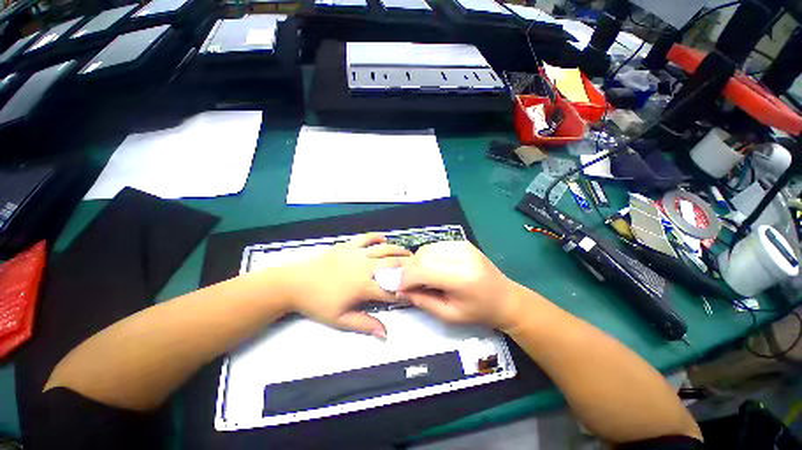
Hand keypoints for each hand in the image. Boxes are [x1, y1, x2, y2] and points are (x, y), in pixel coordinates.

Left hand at [283, 233, 410, 338]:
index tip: (413, 293)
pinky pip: (366, 238)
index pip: (390, 289)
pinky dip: (377, 237)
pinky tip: (384, 238)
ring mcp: (357, 253)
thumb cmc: (317, 303)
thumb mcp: (340, 319)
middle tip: (417, 268)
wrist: (295, 283)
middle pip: (393, 264)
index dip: (404, 292)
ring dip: (398, 250)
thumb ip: (365, 325)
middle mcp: (365, 266)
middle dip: (408, 266)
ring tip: (408, 253)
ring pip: (384, 249)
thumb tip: (385, 334)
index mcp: (364, 286)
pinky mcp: (348, 245)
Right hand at [397, 241, 522, 330]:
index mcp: (461, 277)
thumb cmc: (479, 311)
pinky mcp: (462, 243)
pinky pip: (435, 246)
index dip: (405, 279)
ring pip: (426, 249)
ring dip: (416, 262)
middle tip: (405, 283)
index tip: (397, 288)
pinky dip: (426, 257)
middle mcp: (461, 256)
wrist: (505, 298)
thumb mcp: (449, 315)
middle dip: (408, 270)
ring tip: (418, 277)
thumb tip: (401, 291)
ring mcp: (462, 246)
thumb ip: (422, 301)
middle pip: (422, 256)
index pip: (423, 270)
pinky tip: (430, 268)